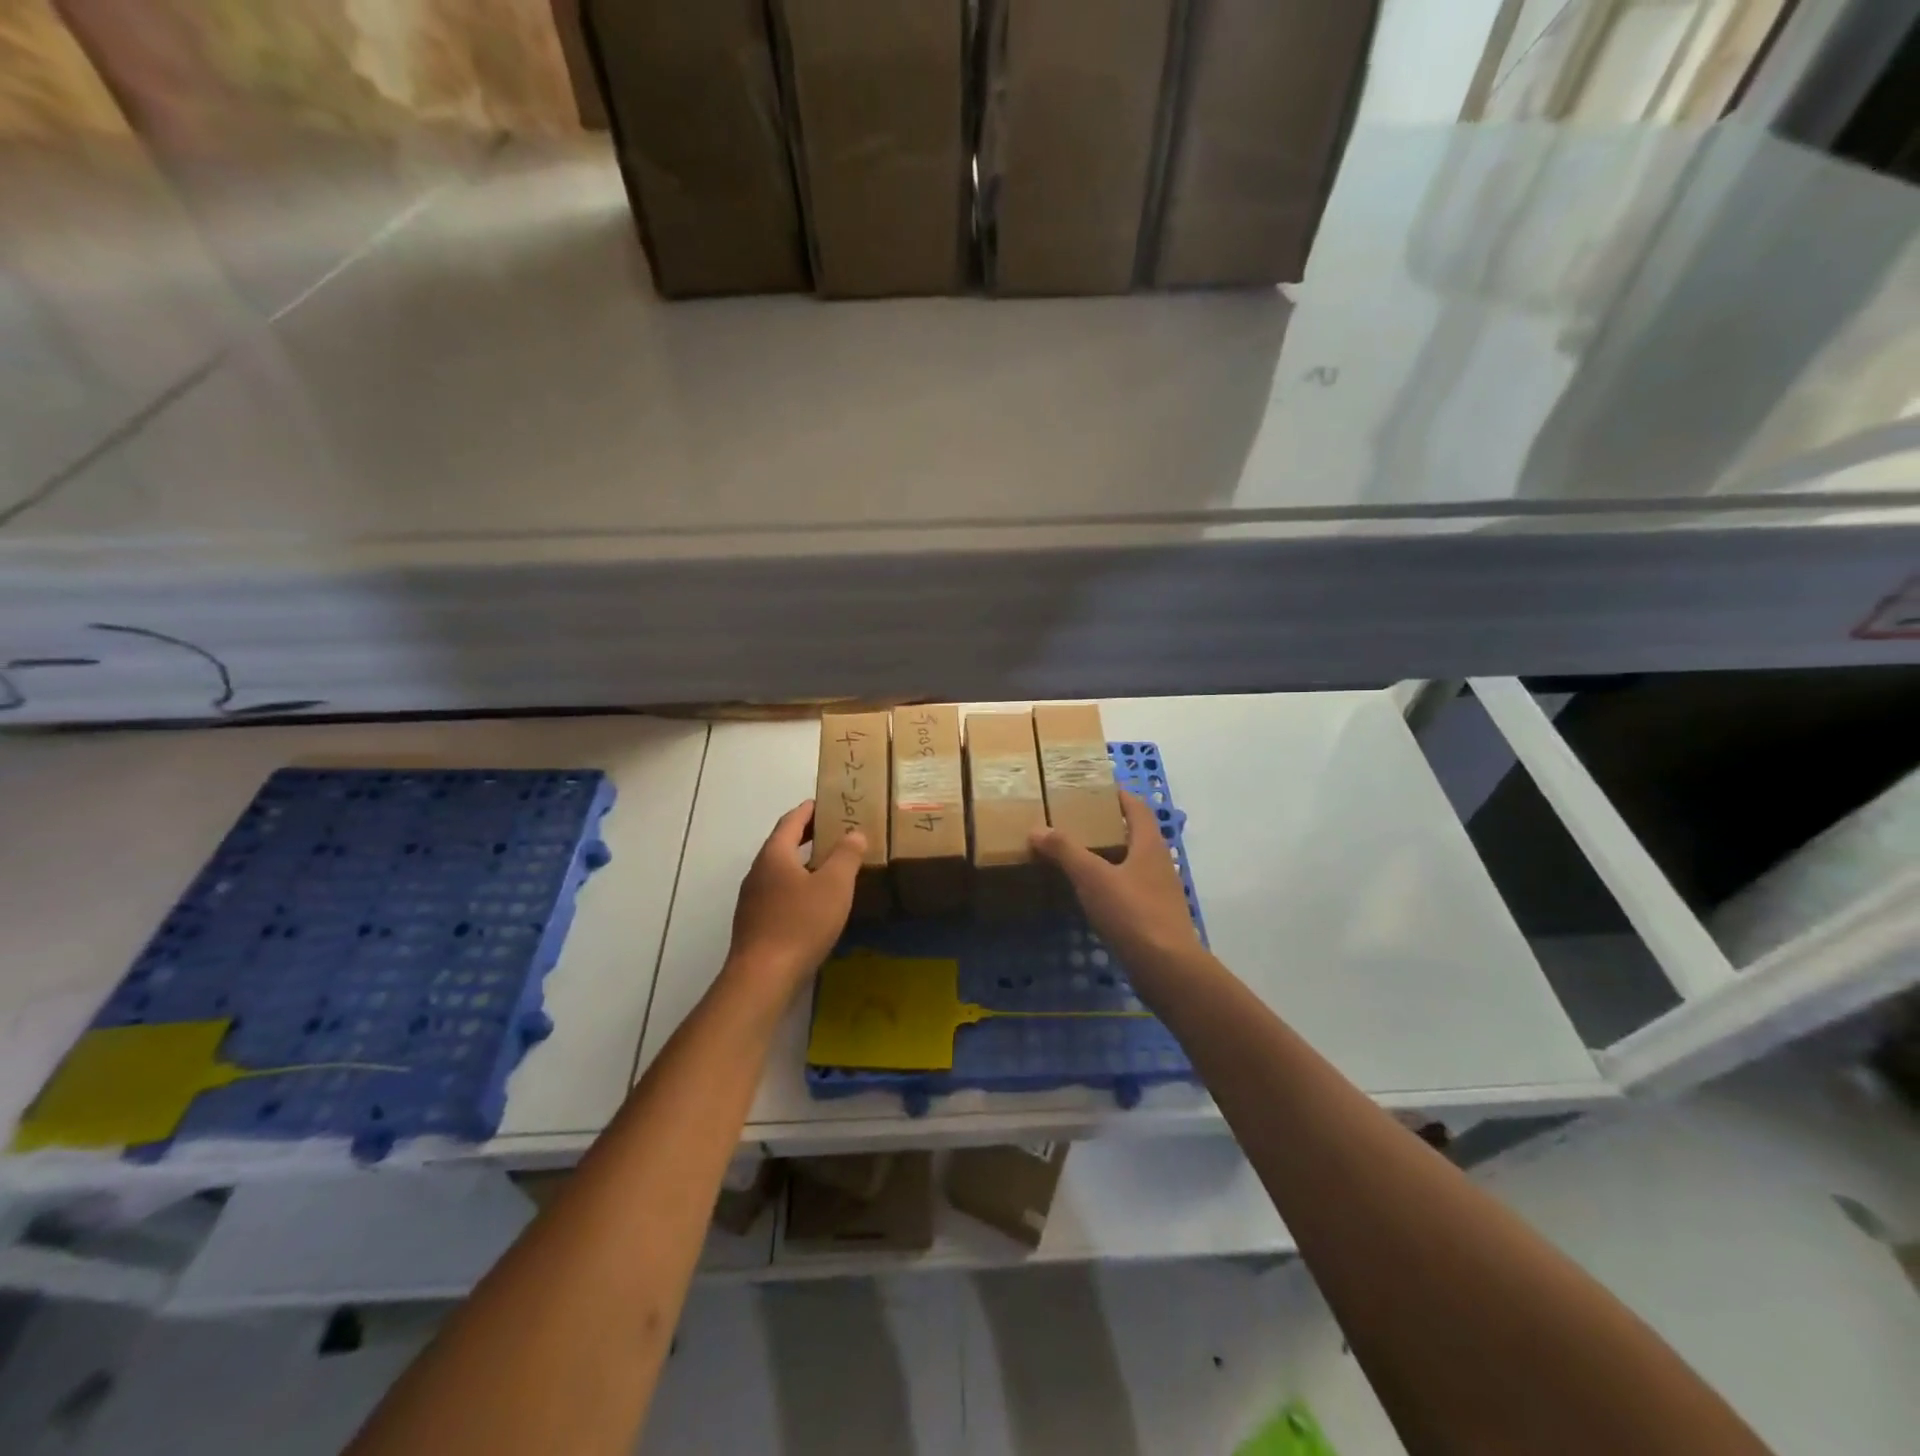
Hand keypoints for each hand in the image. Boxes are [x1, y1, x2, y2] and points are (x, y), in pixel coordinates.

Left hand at [726, 801, 863, 999]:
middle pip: (782, 844)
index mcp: (774, 855)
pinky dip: (797, 886)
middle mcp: (758, 872)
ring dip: (802, 863)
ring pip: (780, 871)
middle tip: (833, 832)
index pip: (791, 821)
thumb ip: (846, 855)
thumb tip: (854, 833)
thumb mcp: (834, 885)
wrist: (762, 977)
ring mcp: (752, 899)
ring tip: (829, 866)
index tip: (824, 802)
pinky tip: (814, 902)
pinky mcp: (755, 923)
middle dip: (806, 835)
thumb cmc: (800, 923)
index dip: (809, 810)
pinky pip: (778, 893)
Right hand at [1030, 791, 1201, 977]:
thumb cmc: (1132, 913)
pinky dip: (1110, 884)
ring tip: (1077, 855)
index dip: (1117, 795)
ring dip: (1109, 856)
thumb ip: (1065, 851)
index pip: (1136, 807)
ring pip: (1132, 863)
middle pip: (1135, 834)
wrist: (1167, 968)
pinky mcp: (1154, 917)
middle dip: (1108, 825)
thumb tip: (1037, 828)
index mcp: (1149, 844)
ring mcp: (1159, 892)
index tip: (1093, 788)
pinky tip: (1090, 894)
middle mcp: (1158, 863)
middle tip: (1075, 822)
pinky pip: (1129, 890)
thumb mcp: (1092, 877)